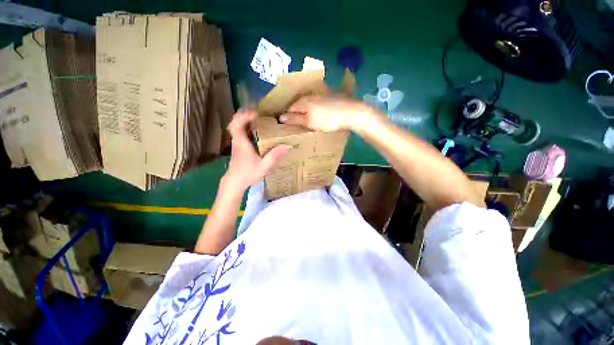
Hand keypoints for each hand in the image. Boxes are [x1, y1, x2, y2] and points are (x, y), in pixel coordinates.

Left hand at [222, 109, 290, 192]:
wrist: (234, 182)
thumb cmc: (248, 174)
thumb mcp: (264, 166)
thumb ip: (275, 156)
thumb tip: (288, 146)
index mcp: (242, 143)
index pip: (237, 124)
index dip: (245, 116)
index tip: (256, 114)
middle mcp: (237, 140)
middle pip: (234, 122)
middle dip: (244, 114)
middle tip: (257, 112)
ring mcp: (236, 143)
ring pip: (235, 126)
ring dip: (244, 120)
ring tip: (257, 118)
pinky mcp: (237, 147)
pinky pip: (238, 132)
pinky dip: (244, 127)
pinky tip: (254, 130)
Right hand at [279, 95, 379, 131]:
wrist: (351, 112)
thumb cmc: (328, 119)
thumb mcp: (310, 122)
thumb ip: (295, 119)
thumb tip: (280, 117)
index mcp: (303, 101)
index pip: (289, 108)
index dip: (287, 116)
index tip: (286, 125)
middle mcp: (310, 95)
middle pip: (299, 104)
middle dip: (296, 112)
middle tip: (296, 123)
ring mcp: (321, 94)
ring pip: (308, 102)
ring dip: (305, 110)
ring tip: (306, 119)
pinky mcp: (331, 96)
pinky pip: (318, 102)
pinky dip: (315, 108)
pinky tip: (318, 113)